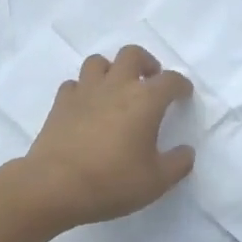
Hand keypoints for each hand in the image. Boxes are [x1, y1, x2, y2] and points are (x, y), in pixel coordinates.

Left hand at [20, 45, 195, 227]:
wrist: (55, 186)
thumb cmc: (112, 182)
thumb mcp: (156, 181)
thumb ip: (178, 163)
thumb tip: (186, 151)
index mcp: (145, 100)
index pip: (170, 80)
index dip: (181, 85)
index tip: (183, 95)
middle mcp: (116, 86)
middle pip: (132, 54)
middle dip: (146, 63)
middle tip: (150, 80)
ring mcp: (85, 91)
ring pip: (98, 62)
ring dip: (111, 70)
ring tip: (116, 89)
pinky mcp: (60, 103)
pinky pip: (74, 84)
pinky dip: (83, 90)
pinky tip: (87, 107)